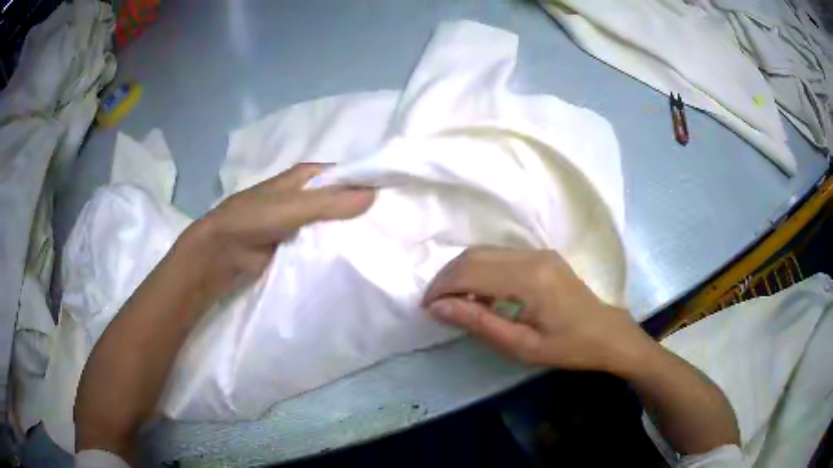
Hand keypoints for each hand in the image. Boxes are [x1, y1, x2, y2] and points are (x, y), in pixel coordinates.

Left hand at [181, 163, 374, 296]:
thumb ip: (331, 202)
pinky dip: (336, 249)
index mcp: (307, 177)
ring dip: (350, 232)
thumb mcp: (294, 206)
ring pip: (333, 224)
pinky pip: (323, 244)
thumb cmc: (254, 218)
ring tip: (382, 244)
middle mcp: (307, 196)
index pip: (345, 175)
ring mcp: (302, 222)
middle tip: (393, 226)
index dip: (367, 182)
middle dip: (362, 211)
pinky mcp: (298, 245)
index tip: (395, 196)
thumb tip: (374, 195)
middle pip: (341, 200)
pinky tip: (356, 258)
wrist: (223, 252)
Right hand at [422, 247, 646, 371]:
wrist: (608, 333)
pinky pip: (500, 256)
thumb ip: (479, 323)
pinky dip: (480, 270)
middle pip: (474, 255)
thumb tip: (438, 307)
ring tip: (452, 301)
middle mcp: (532, 256)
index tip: (426, 308)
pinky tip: (478, 293)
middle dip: (447, 278)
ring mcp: (538, 252)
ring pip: (485, 251)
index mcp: (529, 279)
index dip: (441, 287)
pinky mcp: (542, 255)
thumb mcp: (522, 346)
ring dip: (461, 273)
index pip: (470, 271)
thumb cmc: (568, 347)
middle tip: (435, 305)